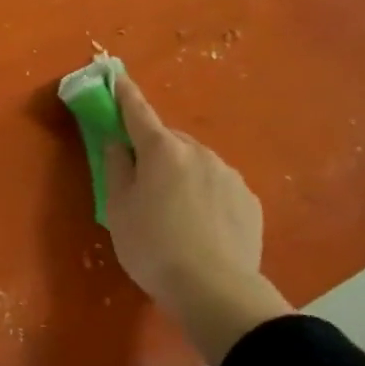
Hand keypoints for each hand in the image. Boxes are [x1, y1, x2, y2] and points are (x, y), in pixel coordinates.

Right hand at [102, 76, 292, 365]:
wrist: (215, 289)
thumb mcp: (117, 209)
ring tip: (173, 214)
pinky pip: (218, 187)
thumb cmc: (153, 247)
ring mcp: (229, 175)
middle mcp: (199, 152)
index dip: (125, 94)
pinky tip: (200, 227)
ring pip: (196, 164)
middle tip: (141, 182)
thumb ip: (115, 168)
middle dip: (154, 151)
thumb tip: (118, 142)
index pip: (138, 113)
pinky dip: (205, 196)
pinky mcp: (249, 200)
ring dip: (181, 175)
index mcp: (162, 150)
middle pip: (169, 142)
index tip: (116, 75)